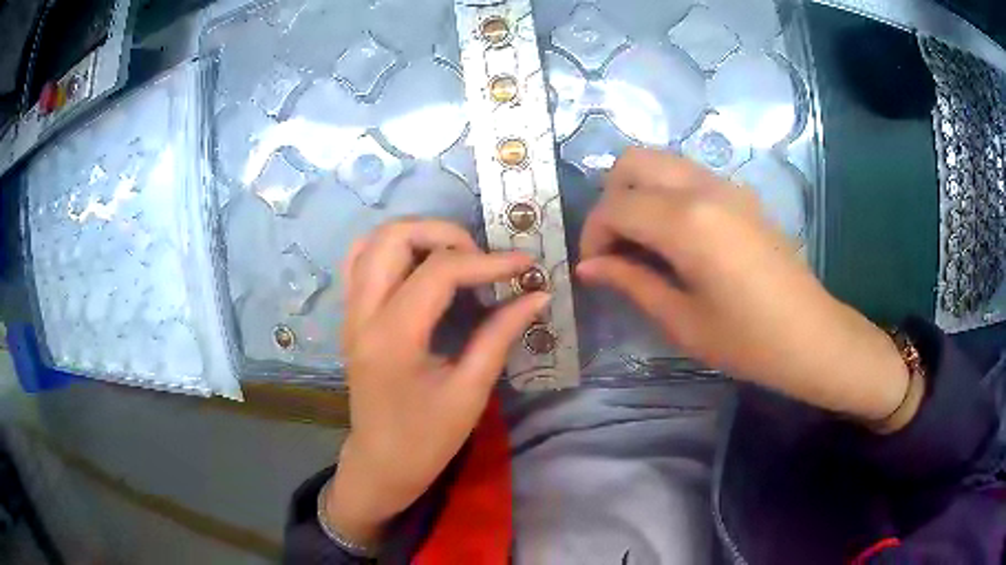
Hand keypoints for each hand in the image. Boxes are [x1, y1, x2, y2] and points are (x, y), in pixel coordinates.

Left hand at [327, 219, 548, 547]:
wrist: (381, 463)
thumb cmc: (427, 439)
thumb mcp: (470, 391)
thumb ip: (500, 334)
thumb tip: (536, 294)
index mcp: (393, 338)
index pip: (439, 271)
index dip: (488, 261)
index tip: (525, 264)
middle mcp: (363, 314)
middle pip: (394, 236)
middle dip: (445, 233)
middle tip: (481, 258)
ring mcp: (350, 312)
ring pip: (373, 240)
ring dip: (417, 235)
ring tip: (455, 256)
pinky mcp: (351, 316)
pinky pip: (361, 260)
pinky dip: (393, 249)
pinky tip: (421, 266)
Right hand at [577, 148, 909, 424]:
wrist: (812, 336)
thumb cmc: (748, 340)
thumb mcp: (683, 321)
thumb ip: (632, 283)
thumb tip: (589, 266)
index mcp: (687, 222)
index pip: (616, 206)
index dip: (593, 234)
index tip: (594, 267)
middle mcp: (703, 188)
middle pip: (633, 162)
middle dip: (611, 198)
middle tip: (616, 245)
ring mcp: (727, 185)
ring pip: (661, 161)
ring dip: (639, 192)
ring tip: (643, 241)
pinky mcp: (742, 194)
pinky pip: (688, 175)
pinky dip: (666, 193)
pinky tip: (676, 236)